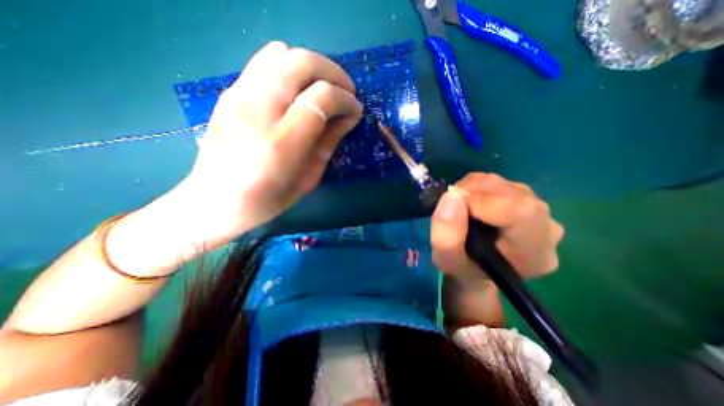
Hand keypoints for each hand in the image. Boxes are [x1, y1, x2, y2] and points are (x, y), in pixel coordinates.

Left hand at [186, 40, 364, 236]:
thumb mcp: (309, 178)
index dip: (346, 99)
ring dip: (311, 67)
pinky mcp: (228, 92)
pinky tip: (297, 92)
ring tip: (322, 88)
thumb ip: (329, 142)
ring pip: (281, 53)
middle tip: (345, 91)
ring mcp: (237, 95)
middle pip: (301, 62)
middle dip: (333, 72)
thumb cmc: (268, 199)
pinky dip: (289, 69)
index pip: (322, 97)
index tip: (355, 109)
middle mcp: (258, 110)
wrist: (215, 201)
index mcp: (282, 142)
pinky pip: (264, 63)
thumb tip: (350, 115)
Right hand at [429, 172, 565, 282]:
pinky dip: (475, 187)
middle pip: (510, 193)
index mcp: (533, 252)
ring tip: (460, 209)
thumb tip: (451, 195)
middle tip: (451, 207)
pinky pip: (497, 181)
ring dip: (471, 189)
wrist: (478, 267)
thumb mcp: (447, 260)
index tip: (453, 204)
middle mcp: (546, 227)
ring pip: (501, 183)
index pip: (520, 211)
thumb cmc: (464, 267)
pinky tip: (470, 204)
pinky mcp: (526, 197)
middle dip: (471, 193)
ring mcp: (538, 209)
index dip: (482, 201)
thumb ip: (446, 235)